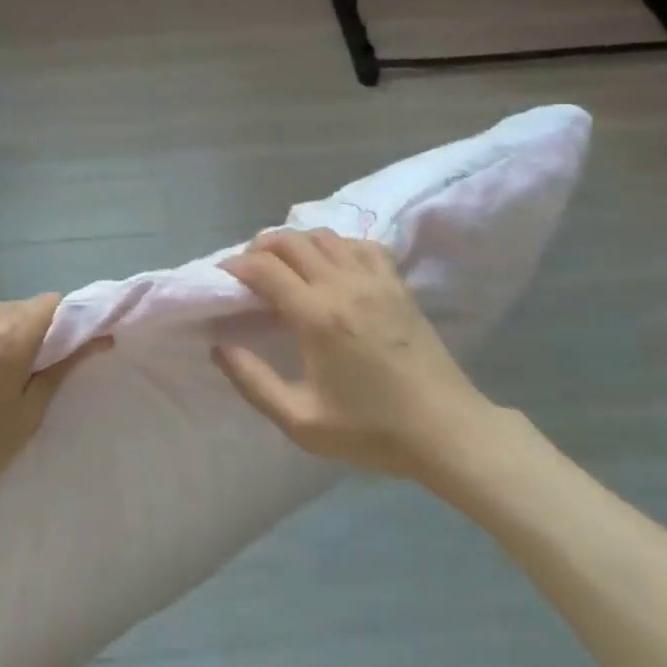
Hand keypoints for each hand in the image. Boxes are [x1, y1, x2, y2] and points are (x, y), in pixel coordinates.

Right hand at [215, 229, 509, 499]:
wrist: (447, 431)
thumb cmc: (372, 431)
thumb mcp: (302, 423)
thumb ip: (253, 382)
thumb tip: (219, 346)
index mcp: (317, 316)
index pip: (265, 267)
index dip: (236, 266)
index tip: (224, 278)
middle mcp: (343, 284)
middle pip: (290, 239)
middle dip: (260, 247)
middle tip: (249, 270)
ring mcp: (374, 279)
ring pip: (324, 235)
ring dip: (296, 242)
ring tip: (286, 266)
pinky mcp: (397, 283)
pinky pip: (359, 244)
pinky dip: (337, 245)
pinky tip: (332, 267)